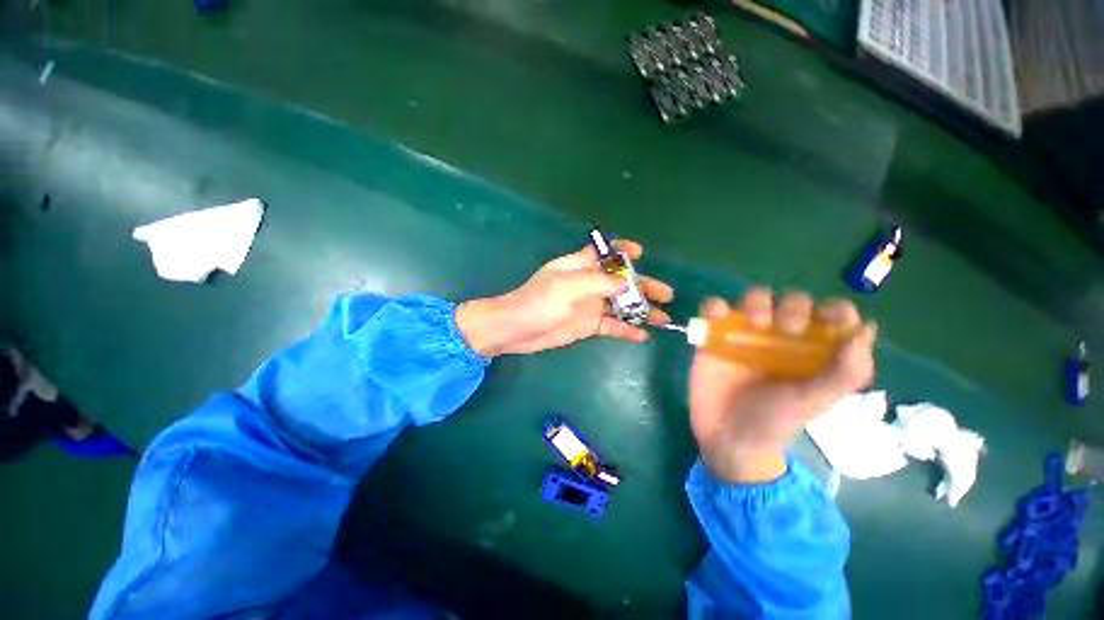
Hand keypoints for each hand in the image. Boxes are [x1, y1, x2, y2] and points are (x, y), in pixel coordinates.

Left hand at [455, 240, 673, 356]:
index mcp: (580, 266)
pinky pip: (611, 326)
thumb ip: (598, 282)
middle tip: (667, 294)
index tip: (641, 254)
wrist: (516, 330)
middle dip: (643, 285)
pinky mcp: (587, 325)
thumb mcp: (567, 286)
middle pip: (621, 281)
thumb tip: (628, 282)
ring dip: (640, 310)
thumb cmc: (538, 302)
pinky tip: (642, 335)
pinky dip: (626, 329)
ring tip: (663, 317)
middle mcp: (588, 283)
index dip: (622, 251)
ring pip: (620, 305)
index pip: (604, 253)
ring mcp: (589, 305)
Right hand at [689, 288, 876, 482]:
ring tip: (755, 323)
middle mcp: (782, 336)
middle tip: (789, 330)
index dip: (837, 311)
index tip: (832, 321)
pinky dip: (715, 306)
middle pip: (793, 302)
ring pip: (755, 298)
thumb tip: (865, 329)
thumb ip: (845, 372)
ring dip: (757, 301)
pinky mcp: (716, 335)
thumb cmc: (775, 420)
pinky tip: (718, 315)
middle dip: (794, 307)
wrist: (727, 434)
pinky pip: (714, 309)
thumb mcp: (815, 401)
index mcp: (813, 350)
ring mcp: (746, 334)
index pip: (833, 317)